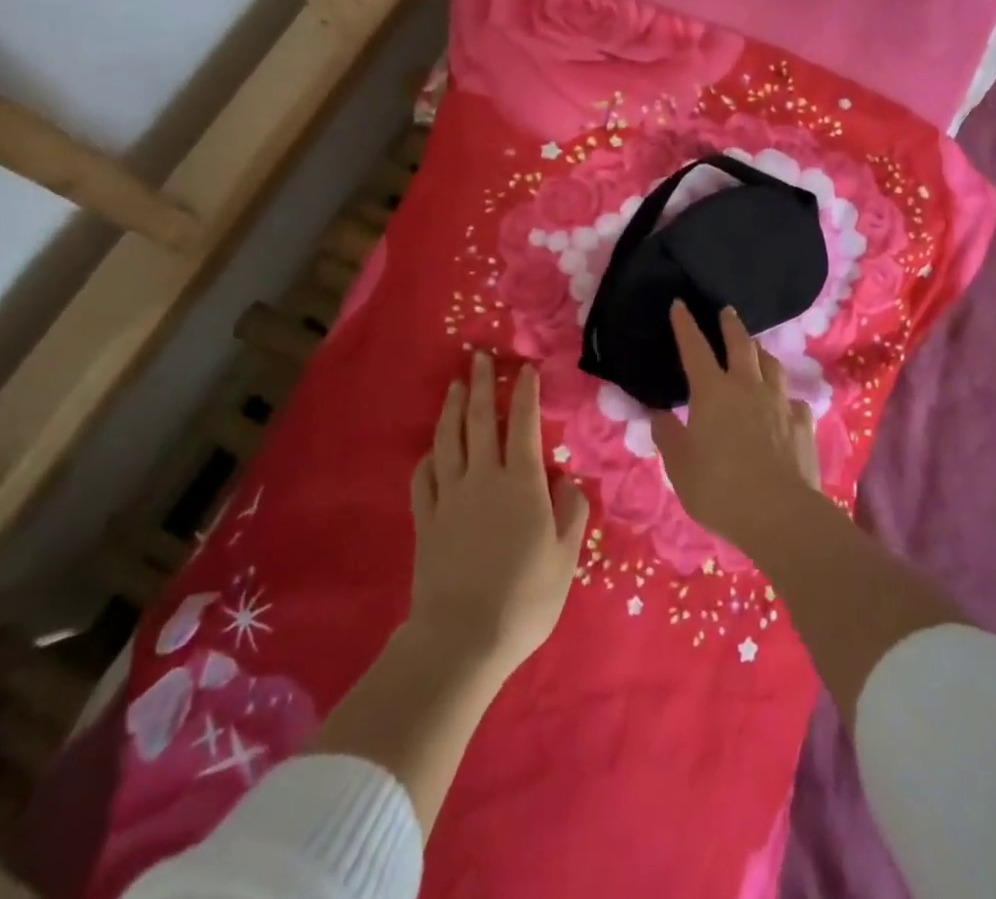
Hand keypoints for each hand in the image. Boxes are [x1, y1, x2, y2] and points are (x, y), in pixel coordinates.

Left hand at [408, 353, 589, 680]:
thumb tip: (569, 480)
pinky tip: (432, 450)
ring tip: (455, 386)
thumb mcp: (564, 558)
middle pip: (481, 420)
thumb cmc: (525, 599)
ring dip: (453, 409)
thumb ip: (571, 513)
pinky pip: (424, 477)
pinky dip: (428, 457)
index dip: (525, 393)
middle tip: (479, 358)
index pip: (524, 425)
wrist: (462, 637)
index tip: (524, 369)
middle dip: (482, 385)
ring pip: (449, 439)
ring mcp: (450, 496)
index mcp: (522, 484)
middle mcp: (484, 478)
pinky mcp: (426, 518)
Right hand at [652, 303, 824, 555]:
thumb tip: (659, 415)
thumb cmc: (719, 488)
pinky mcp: (802, 423)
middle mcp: (747, 387)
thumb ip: (668, 436)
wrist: (779, 514)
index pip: (694, 348)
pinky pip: (792, 400)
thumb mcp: (679, 465)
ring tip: (757, 352)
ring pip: (772, 365)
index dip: (685, 325)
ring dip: (761, 354)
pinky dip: (784, 396)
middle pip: (741, 345)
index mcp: (712, 392)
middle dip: (731, 325)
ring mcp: (779, 403)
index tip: (680, 304)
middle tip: (727, 311)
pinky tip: (784, 404)